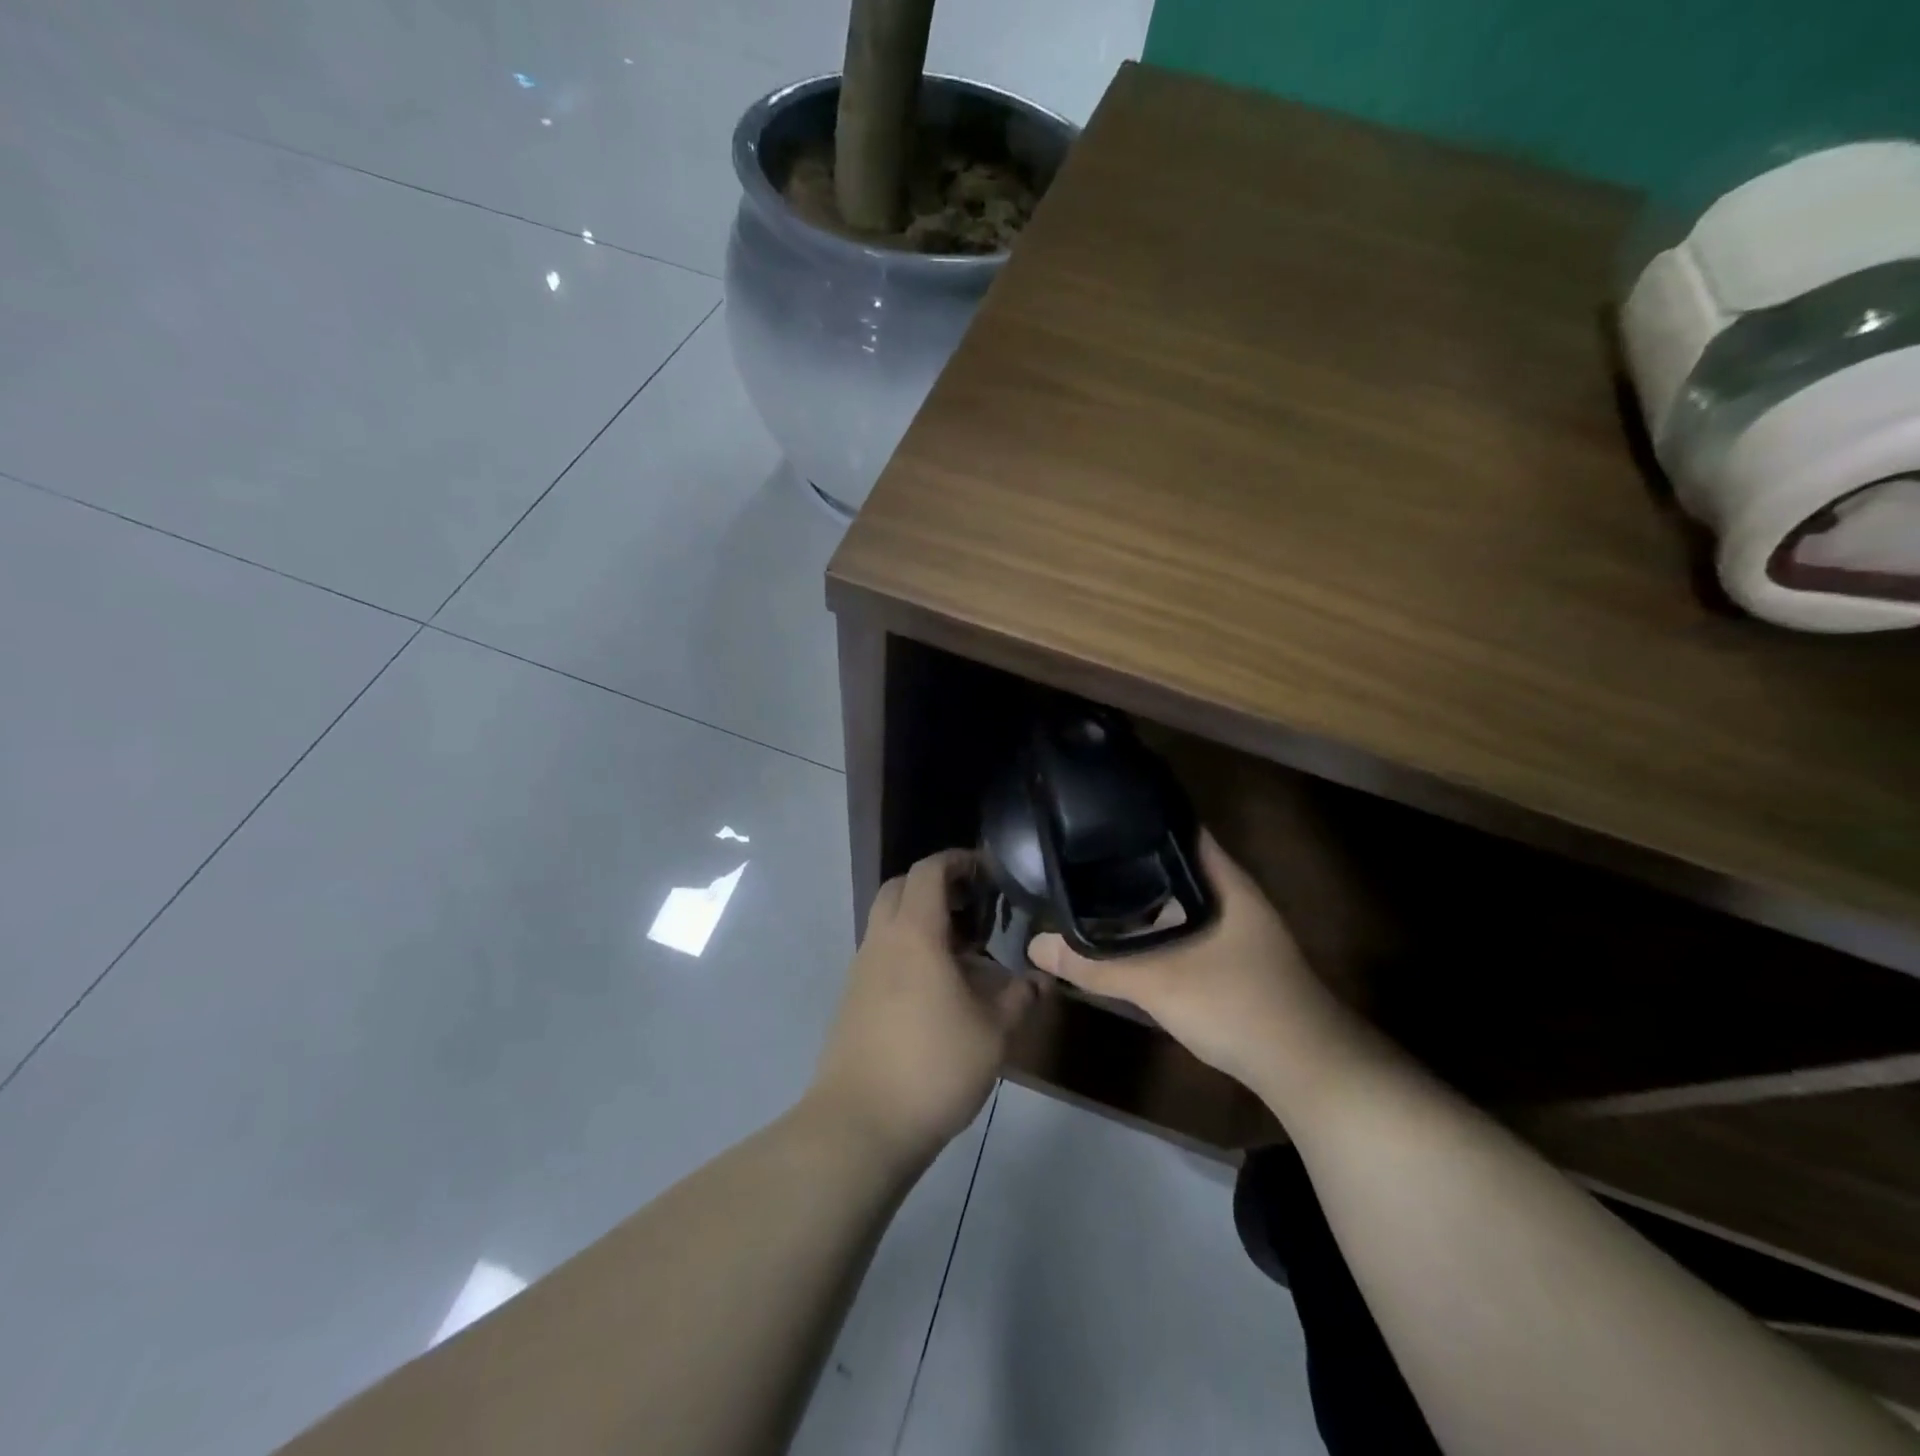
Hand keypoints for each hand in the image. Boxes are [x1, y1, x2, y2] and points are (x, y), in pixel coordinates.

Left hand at [807, 850, 1035, 1168]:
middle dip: (936, 885)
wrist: (859, 1125)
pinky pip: (882, 953)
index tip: (987, 870)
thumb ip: (1019, 997)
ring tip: (962, 952)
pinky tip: (937, 988)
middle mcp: (882, 940)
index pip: (929, 871)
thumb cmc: (933, 1067)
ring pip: (888, 921)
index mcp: (914, 934)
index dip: (957, 860)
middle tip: (973, 907)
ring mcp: (861, 969)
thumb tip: (1038, 979)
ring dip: (921, 920)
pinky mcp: (853, 998)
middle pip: (900, 887)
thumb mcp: (993, 1033)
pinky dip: (908, 950)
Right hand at [1028, 833, 1362, 1106]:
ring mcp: (1235, 927)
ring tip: (1090, 886)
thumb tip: (1035, 945)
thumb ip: (1095, 964)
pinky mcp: (1231, 957)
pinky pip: (1184, 926)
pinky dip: (1155, 926)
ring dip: (1142, 896)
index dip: (1138, 814)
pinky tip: (1124, 936)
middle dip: (1129, 857)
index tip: (1094, 811)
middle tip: (1078, 851)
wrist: (1306, 1069)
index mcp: (1223, 879)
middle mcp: (1230, 894)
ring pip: (1178, 898)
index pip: (1178, 826)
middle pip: (1173, 862)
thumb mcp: (1158, 983)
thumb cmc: (1237, 1004)